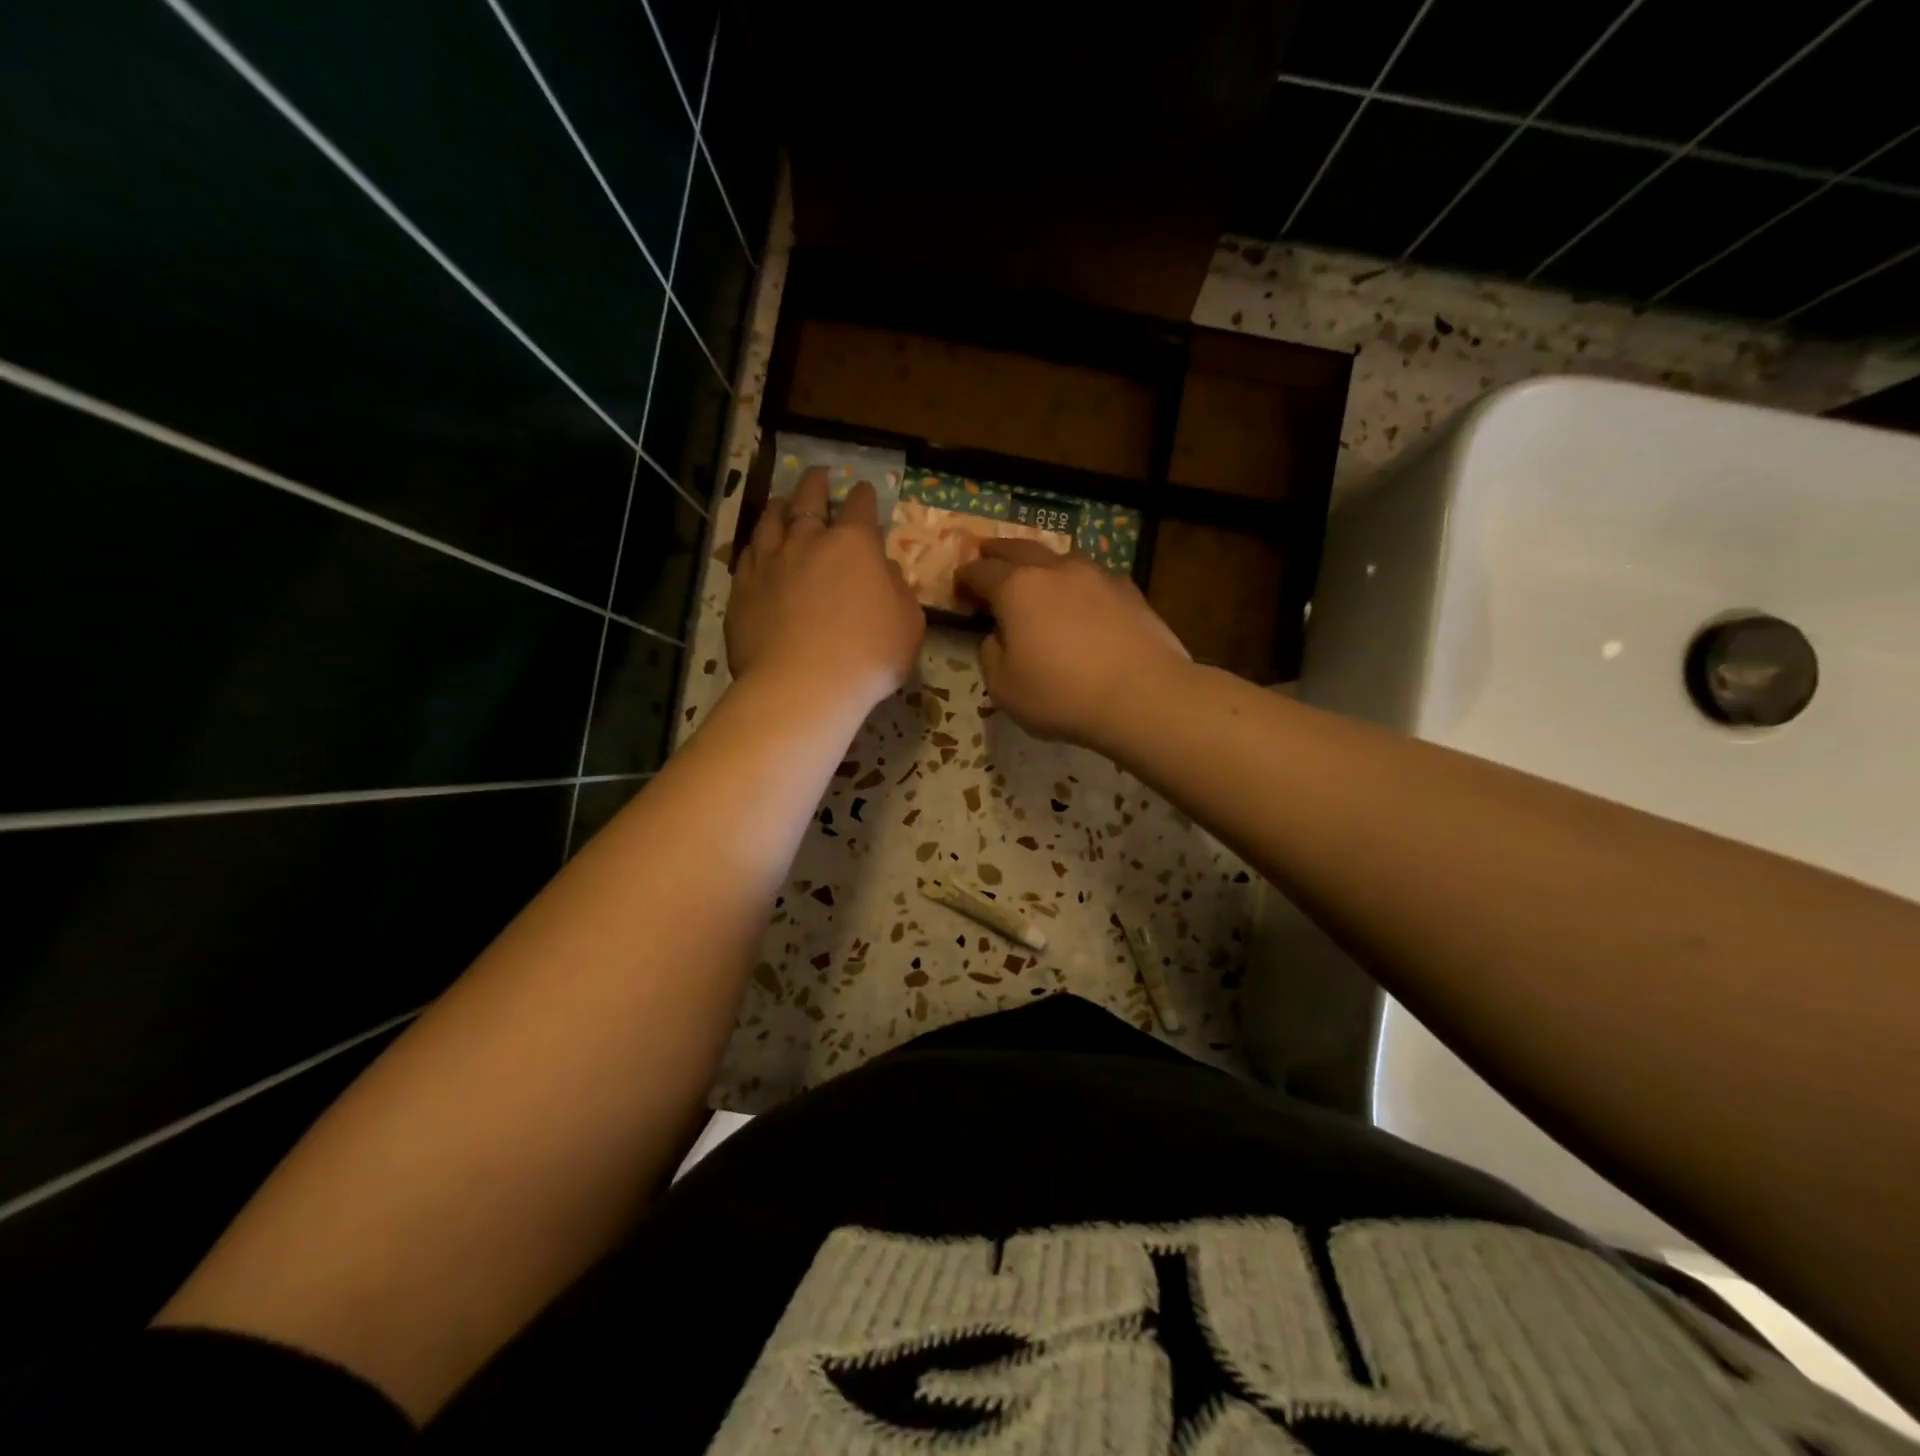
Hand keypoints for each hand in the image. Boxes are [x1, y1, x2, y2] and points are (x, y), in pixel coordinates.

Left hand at [726, 466, 924, 709]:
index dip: (864, 496)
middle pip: (810, 500)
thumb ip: (899, 591)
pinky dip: (756, 543)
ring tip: (781, 500)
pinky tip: (756, 545)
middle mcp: (808, 541)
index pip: (861, 507)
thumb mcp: (908, 624)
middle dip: (817, 485)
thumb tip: (886, 571)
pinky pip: (748, 554)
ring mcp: (770, 563)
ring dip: (780, 506)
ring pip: (772, 521)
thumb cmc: (868, 656)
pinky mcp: (743, 589)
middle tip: (818, 475)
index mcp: (854, 545)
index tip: (864, 489)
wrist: (802, 686)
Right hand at [957, 539, 1188, 747]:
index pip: (981, 571)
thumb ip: (991, 654)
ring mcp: (1097, 576)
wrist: (1143, 696)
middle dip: (998, 551)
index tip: (959, 586)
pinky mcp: (1130, 591)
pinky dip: (1078, 585)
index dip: (965, 577)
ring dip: (1042, 564)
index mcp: (1017, 588)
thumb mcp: (1004, 687)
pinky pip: (1093, 579)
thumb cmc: (1061, 695)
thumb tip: (999, 636)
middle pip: (1019, 549)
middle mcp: (1056, 570)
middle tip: (986, 553)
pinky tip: (1082, 602)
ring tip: (1037, 577)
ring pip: (1061, 559)